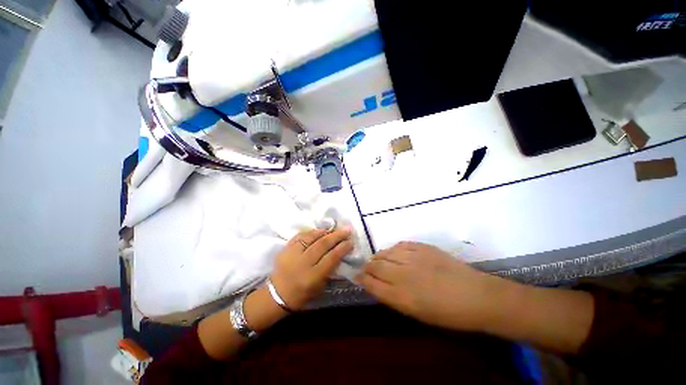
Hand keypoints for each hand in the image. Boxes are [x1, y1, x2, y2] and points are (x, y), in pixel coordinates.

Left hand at [270, 228, 353, 310]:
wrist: (276, 295)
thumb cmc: (302, 295)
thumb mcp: (320, 287)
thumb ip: (330, 270)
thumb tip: (339, 253)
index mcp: (312, 277)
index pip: (331, 258)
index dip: (342, 248)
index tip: (350, 242)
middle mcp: (302, 263)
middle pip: (322, 245)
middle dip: (336, 236)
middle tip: (346, 230)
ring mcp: (292, 254)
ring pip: (311, 237)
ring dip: (324, 232)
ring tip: (333, 229)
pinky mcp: (285, 249)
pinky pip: (300, 236)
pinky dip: (311, 232)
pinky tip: (318, 231)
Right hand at [357, 242, 511, 331]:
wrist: (476, 296)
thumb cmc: (447, 313)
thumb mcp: (416, 313)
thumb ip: (393, 298)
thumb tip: (377, 285)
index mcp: (401, 296)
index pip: (371, 283)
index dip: (362, 279)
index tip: (357, 276)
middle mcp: (403, 274)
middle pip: (375, 265)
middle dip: (367, 267)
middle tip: (367, 269)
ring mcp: (413, 257)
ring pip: (385, 252)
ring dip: (378, 257)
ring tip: (379, 260)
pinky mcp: (422, 247)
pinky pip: (400, 245)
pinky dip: (393, 249)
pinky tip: (395, 253)